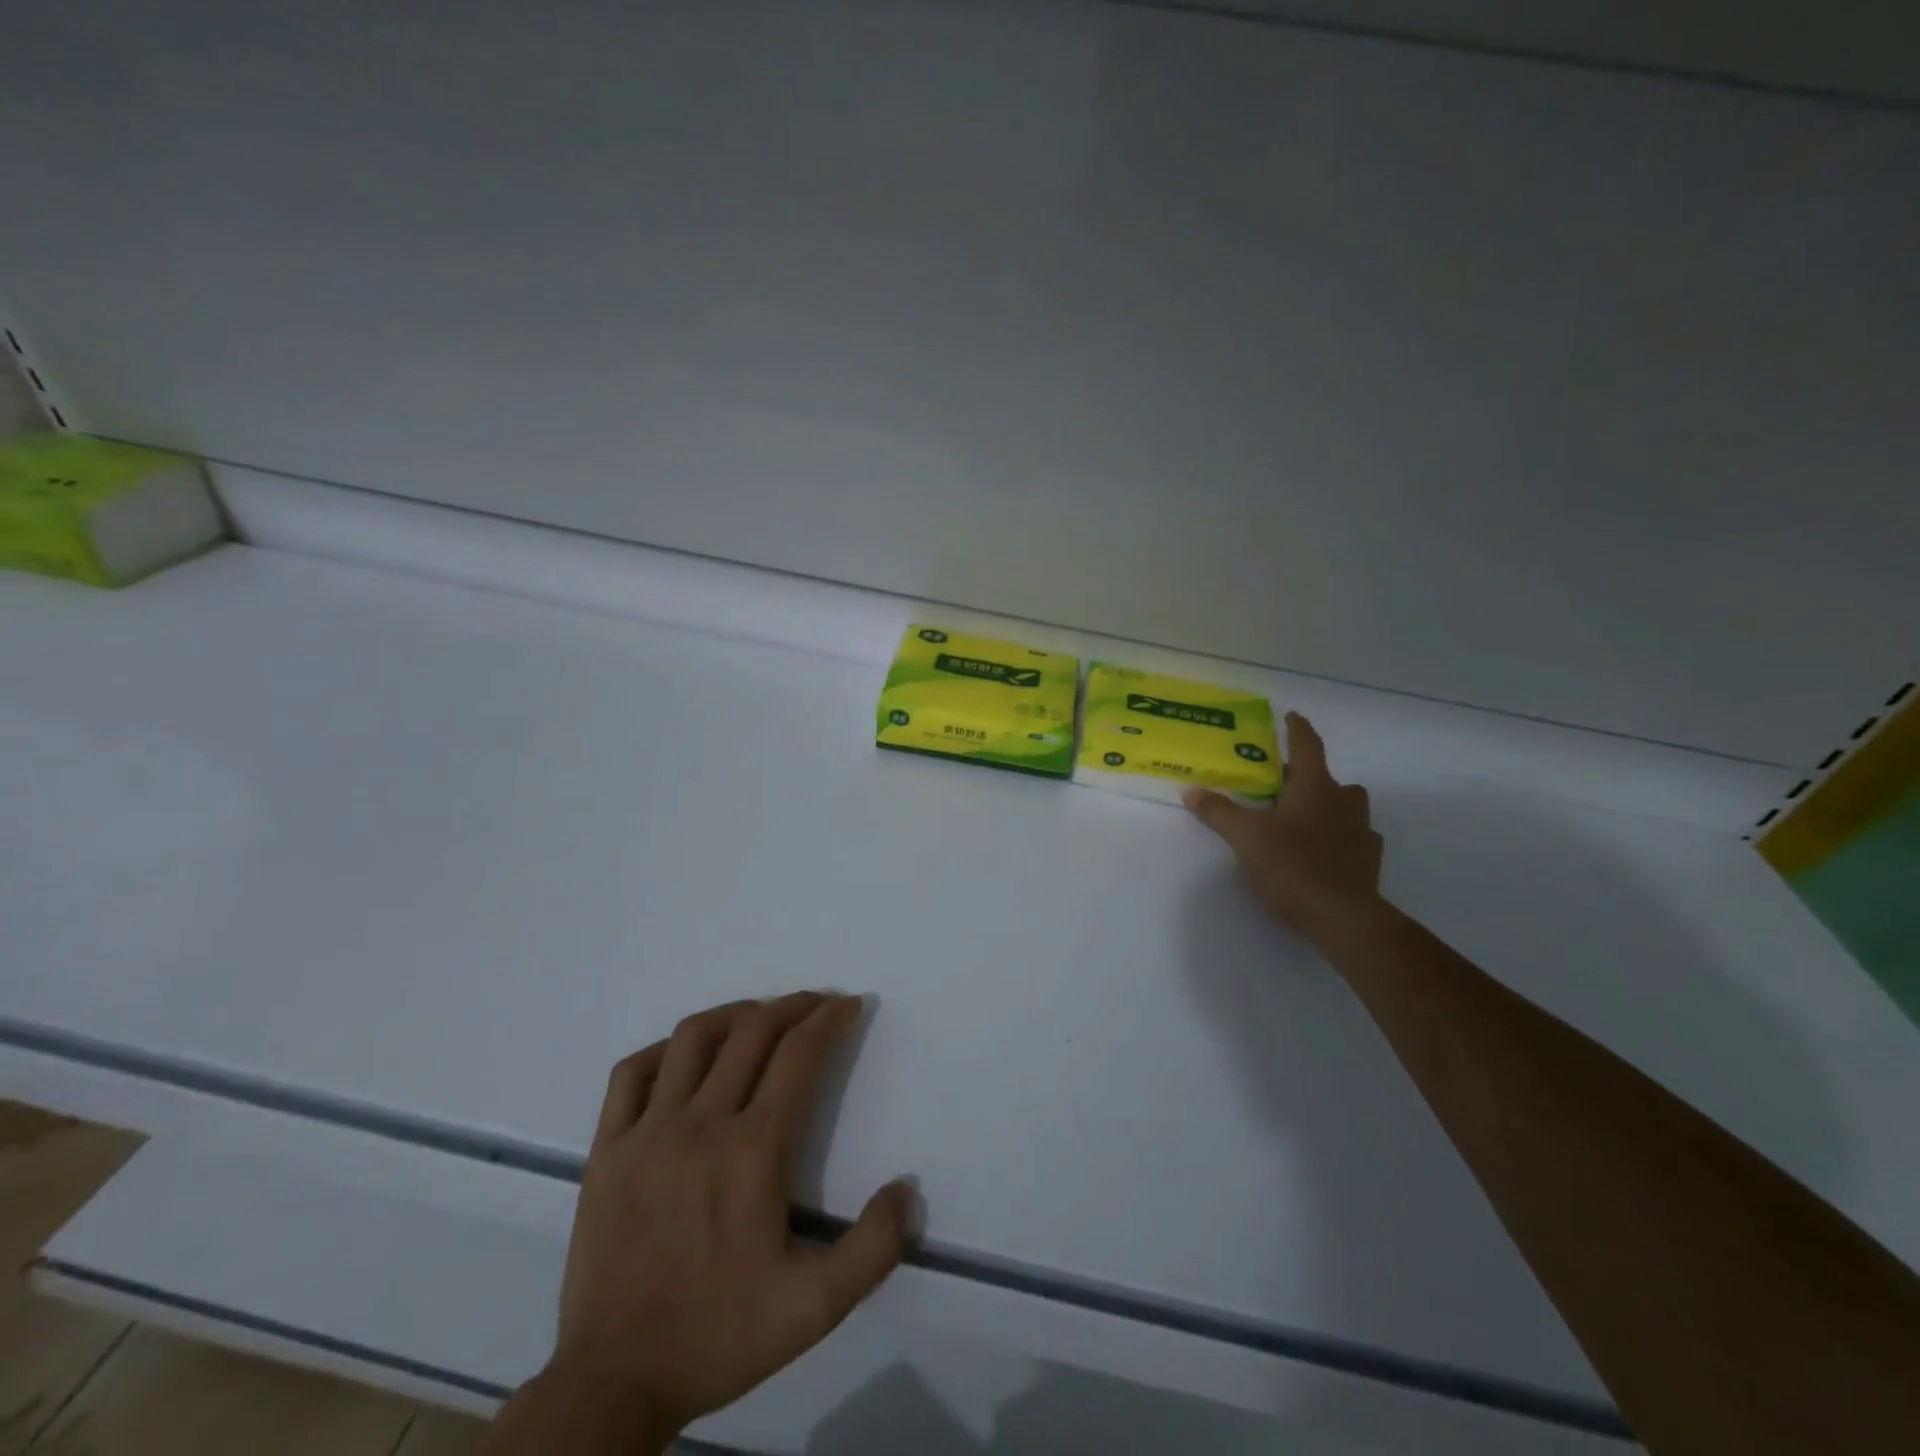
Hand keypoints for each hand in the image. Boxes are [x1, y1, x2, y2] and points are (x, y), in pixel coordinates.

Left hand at [546, 993, 913, 1445]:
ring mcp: (647, 1131)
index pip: (799, 1055)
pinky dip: (666, 1049)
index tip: (849, 1005)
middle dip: (794, 1005)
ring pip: (694, 1037)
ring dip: (736, 1014)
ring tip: (760, 1016)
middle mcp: (702, 1124)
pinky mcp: (607, 1148)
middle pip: (753, 1031)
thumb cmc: (719, 1336)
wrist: (613, 1383)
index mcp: (753, 1151)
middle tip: (817, 1004)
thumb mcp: (814, 1308)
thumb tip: (907, 1188)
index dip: (829, 1019)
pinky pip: (633, 1073)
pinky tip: (686, 1055)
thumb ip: (873, 1248)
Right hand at [1184, 712, 1383, 945]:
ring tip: (1300, 817)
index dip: (1296, 729)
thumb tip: (1191, 791)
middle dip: (1304, 776)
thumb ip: (1218, 812)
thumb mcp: (1245, 838)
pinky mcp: (1368, 859)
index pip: (1307, 746)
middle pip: (1327, 778)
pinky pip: (1354, 836)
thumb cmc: (1292, 866)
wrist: (1342, 917)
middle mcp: (1343, 802)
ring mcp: (1361, 830)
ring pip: (1345, 805)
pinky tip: (1322, 850)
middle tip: (1278, 783)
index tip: (1290, 716)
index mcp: (1314, 788)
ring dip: (1326, 804)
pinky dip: (1339, 836)